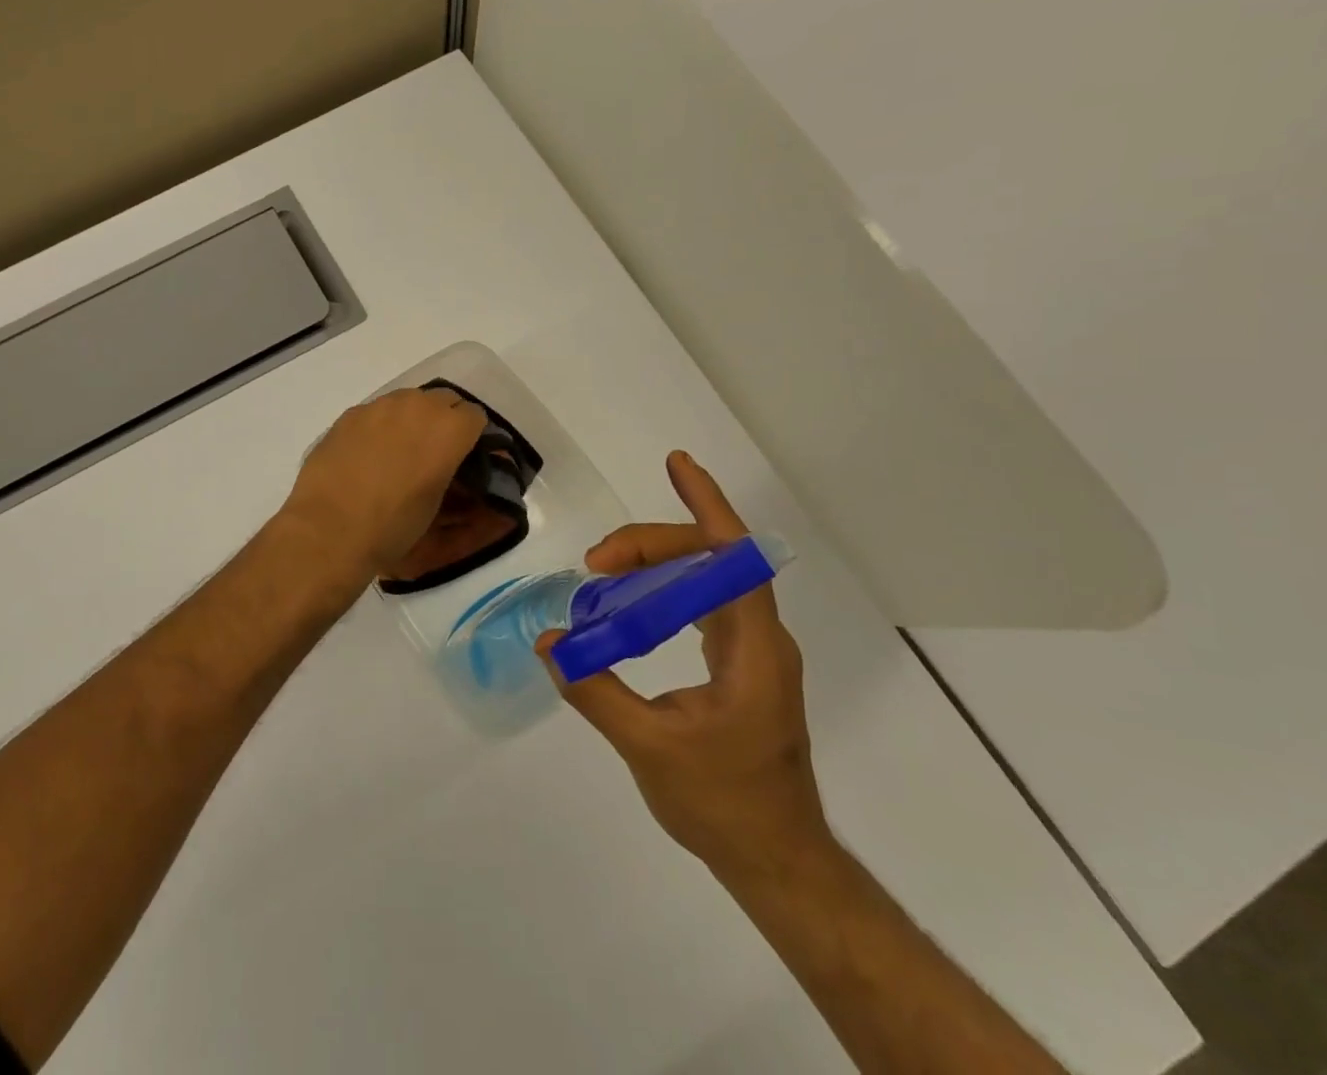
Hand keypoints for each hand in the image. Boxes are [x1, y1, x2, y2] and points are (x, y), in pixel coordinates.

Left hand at [277, 387, 488, 589]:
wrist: (330, 529)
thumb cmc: (392, 526)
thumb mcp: (435, 504)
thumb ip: (447, 471)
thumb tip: (444, 465)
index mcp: (448, 429)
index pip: (474, 416)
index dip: (471, 436)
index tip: (464, 454)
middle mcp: (417, 406)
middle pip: (443, 399)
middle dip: (444, 420)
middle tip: (434, 450)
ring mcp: (380, 406)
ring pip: (407, 400)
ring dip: (411, 418)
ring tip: (399, 450)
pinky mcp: (350, 414)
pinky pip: (376, 412)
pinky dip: (380, 426)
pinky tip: (367, 454)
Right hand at [538, 452, 829, 880]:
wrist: (777, 861)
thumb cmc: (724, 806)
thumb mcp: (649, 748)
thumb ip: (596, 690)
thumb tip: (549, 643)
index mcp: (753, 649)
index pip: (735, 558)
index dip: (707, 505)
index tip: (676, 464)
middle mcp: (761, 640)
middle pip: (712, 562)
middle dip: (653, 546)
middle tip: (596, 560)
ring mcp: (754, 654)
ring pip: (707, 581)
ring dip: (658, 564)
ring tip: (606, 567)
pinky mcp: (741, 669)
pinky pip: (703, 606)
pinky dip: (666, 590)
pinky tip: (634, 599)